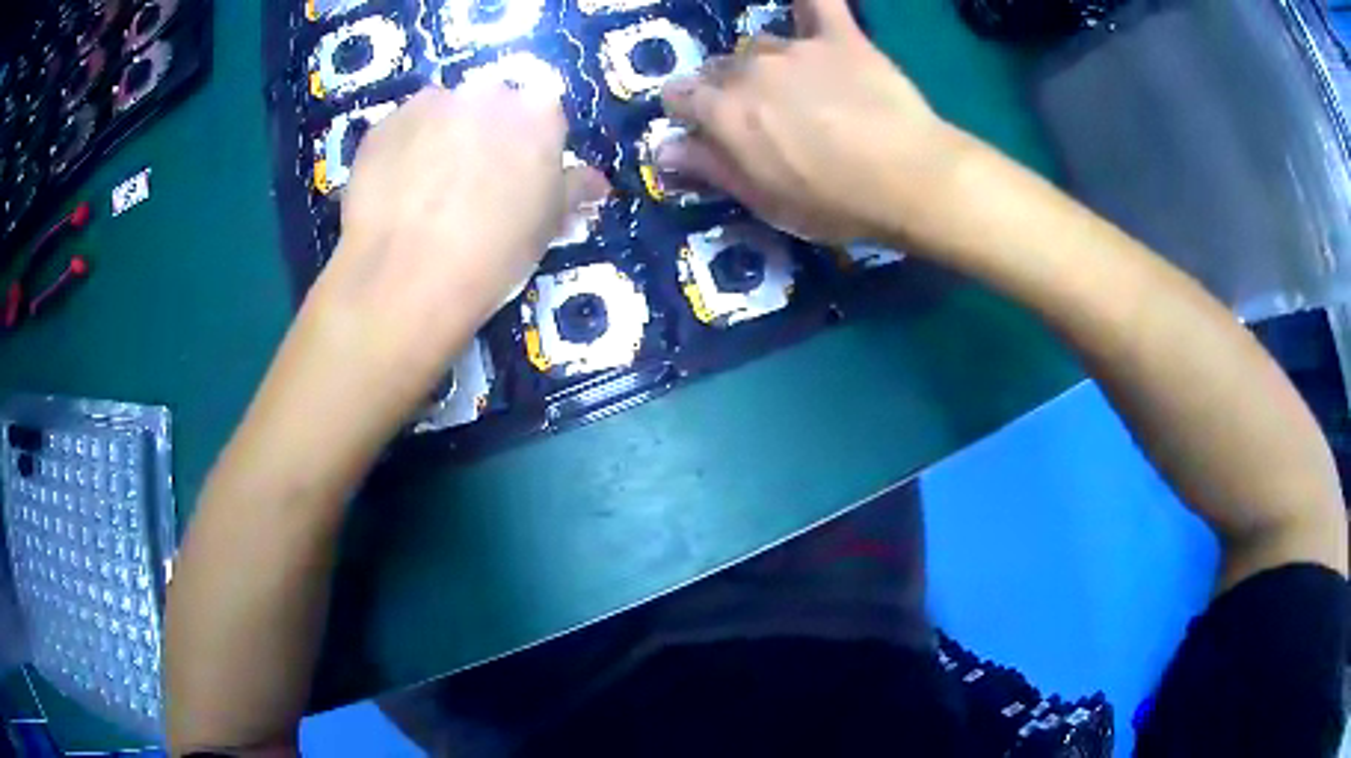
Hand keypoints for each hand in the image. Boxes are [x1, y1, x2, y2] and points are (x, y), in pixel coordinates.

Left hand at [261, 85, 606, 447]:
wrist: (408, 276)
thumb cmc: (495, 252)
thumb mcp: (548, 225)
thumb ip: (574, 190)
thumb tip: (596, 181)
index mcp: (538, 113)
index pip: (542, 117)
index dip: (529, 148)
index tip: (518, 180)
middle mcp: (486, 93)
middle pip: (490, 105)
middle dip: (484, 135)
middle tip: (471, 184)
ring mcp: (429, 104)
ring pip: (442, 113)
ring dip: (440, 137)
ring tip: (426, 190)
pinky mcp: (383, 125)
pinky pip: (400, 131)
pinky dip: (401, 152)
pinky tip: (396, 193)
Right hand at [658, 0, 963, 241]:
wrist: (911, 178)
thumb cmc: (835, 202)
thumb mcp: (764, 200)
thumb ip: (710, 168)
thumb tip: (663, 149)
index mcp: (724, 112)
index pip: (678, 96)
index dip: (690, 114)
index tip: (709, 132)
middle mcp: (749, 69)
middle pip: (718, 68)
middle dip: (728, 90)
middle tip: (763, 119)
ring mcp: (795, 47)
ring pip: (761, 44)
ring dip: (767, 64)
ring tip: (800, 90)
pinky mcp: (840, 36)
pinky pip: (818, 3)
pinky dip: (809, 5)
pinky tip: (806, 9)